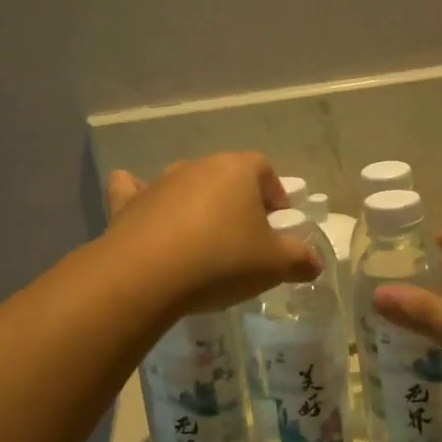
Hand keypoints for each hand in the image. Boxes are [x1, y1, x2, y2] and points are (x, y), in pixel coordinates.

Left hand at [105, 153, 321, 315]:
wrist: (146, 275)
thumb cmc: (221, 261)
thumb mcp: (273, 265)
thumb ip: (300, 260)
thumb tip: (314, 263)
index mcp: (237, 170)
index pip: (264, 170)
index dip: (274, 195)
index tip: (277, 226)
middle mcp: (198, 166)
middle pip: (225, 177)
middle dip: (236, 203)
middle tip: (243, 240)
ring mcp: (159, 182)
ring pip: (184, 185)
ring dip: (195, 206)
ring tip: (201, 243)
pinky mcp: (126, 203)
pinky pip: (134, 191)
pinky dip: (139, 198)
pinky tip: (141, 211)